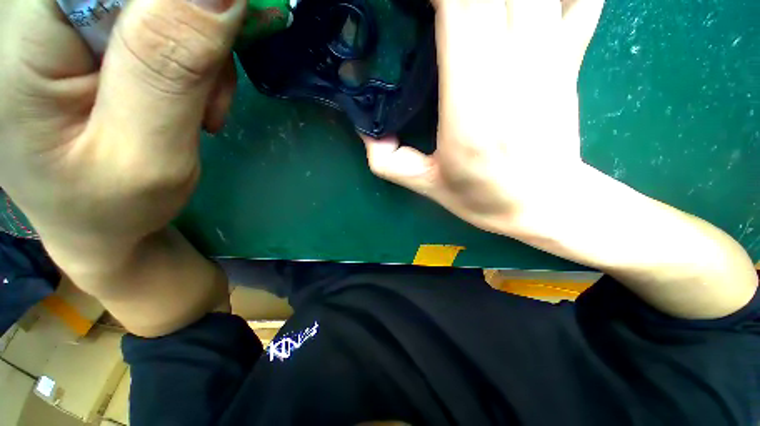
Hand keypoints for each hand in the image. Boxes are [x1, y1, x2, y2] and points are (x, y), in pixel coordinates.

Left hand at [0, 0, 244, 268]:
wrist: (94, 221)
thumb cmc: (112, 206)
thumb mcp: (147, 152)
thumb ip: (170, 67)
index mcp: (24, 40)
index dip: (177, 4)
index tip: (212, 37)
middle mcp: (33, 16)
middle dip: (191, 26)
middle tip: (208, 86)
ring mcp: (62, 22)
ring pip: (159, 1)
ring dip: (198, 46)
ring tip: (200, 105)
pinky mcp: (90, 32)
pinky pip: (160, 16)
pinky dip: (192, 52)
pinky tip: (191, 94)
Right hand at [362, 0, 604, 233]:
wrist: (542, 203)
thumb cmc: (482, 197)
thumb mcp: (426, 185)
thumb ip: (388, 161)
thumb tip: (366, 131)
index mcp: (472, 109)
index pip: (460, 10)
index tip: (415, 6)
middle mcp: (516, 70)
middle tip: (434, 10)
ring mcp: (552, 57)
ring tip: (470, 13)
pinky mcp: (571, 57)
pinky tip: (524, 6)